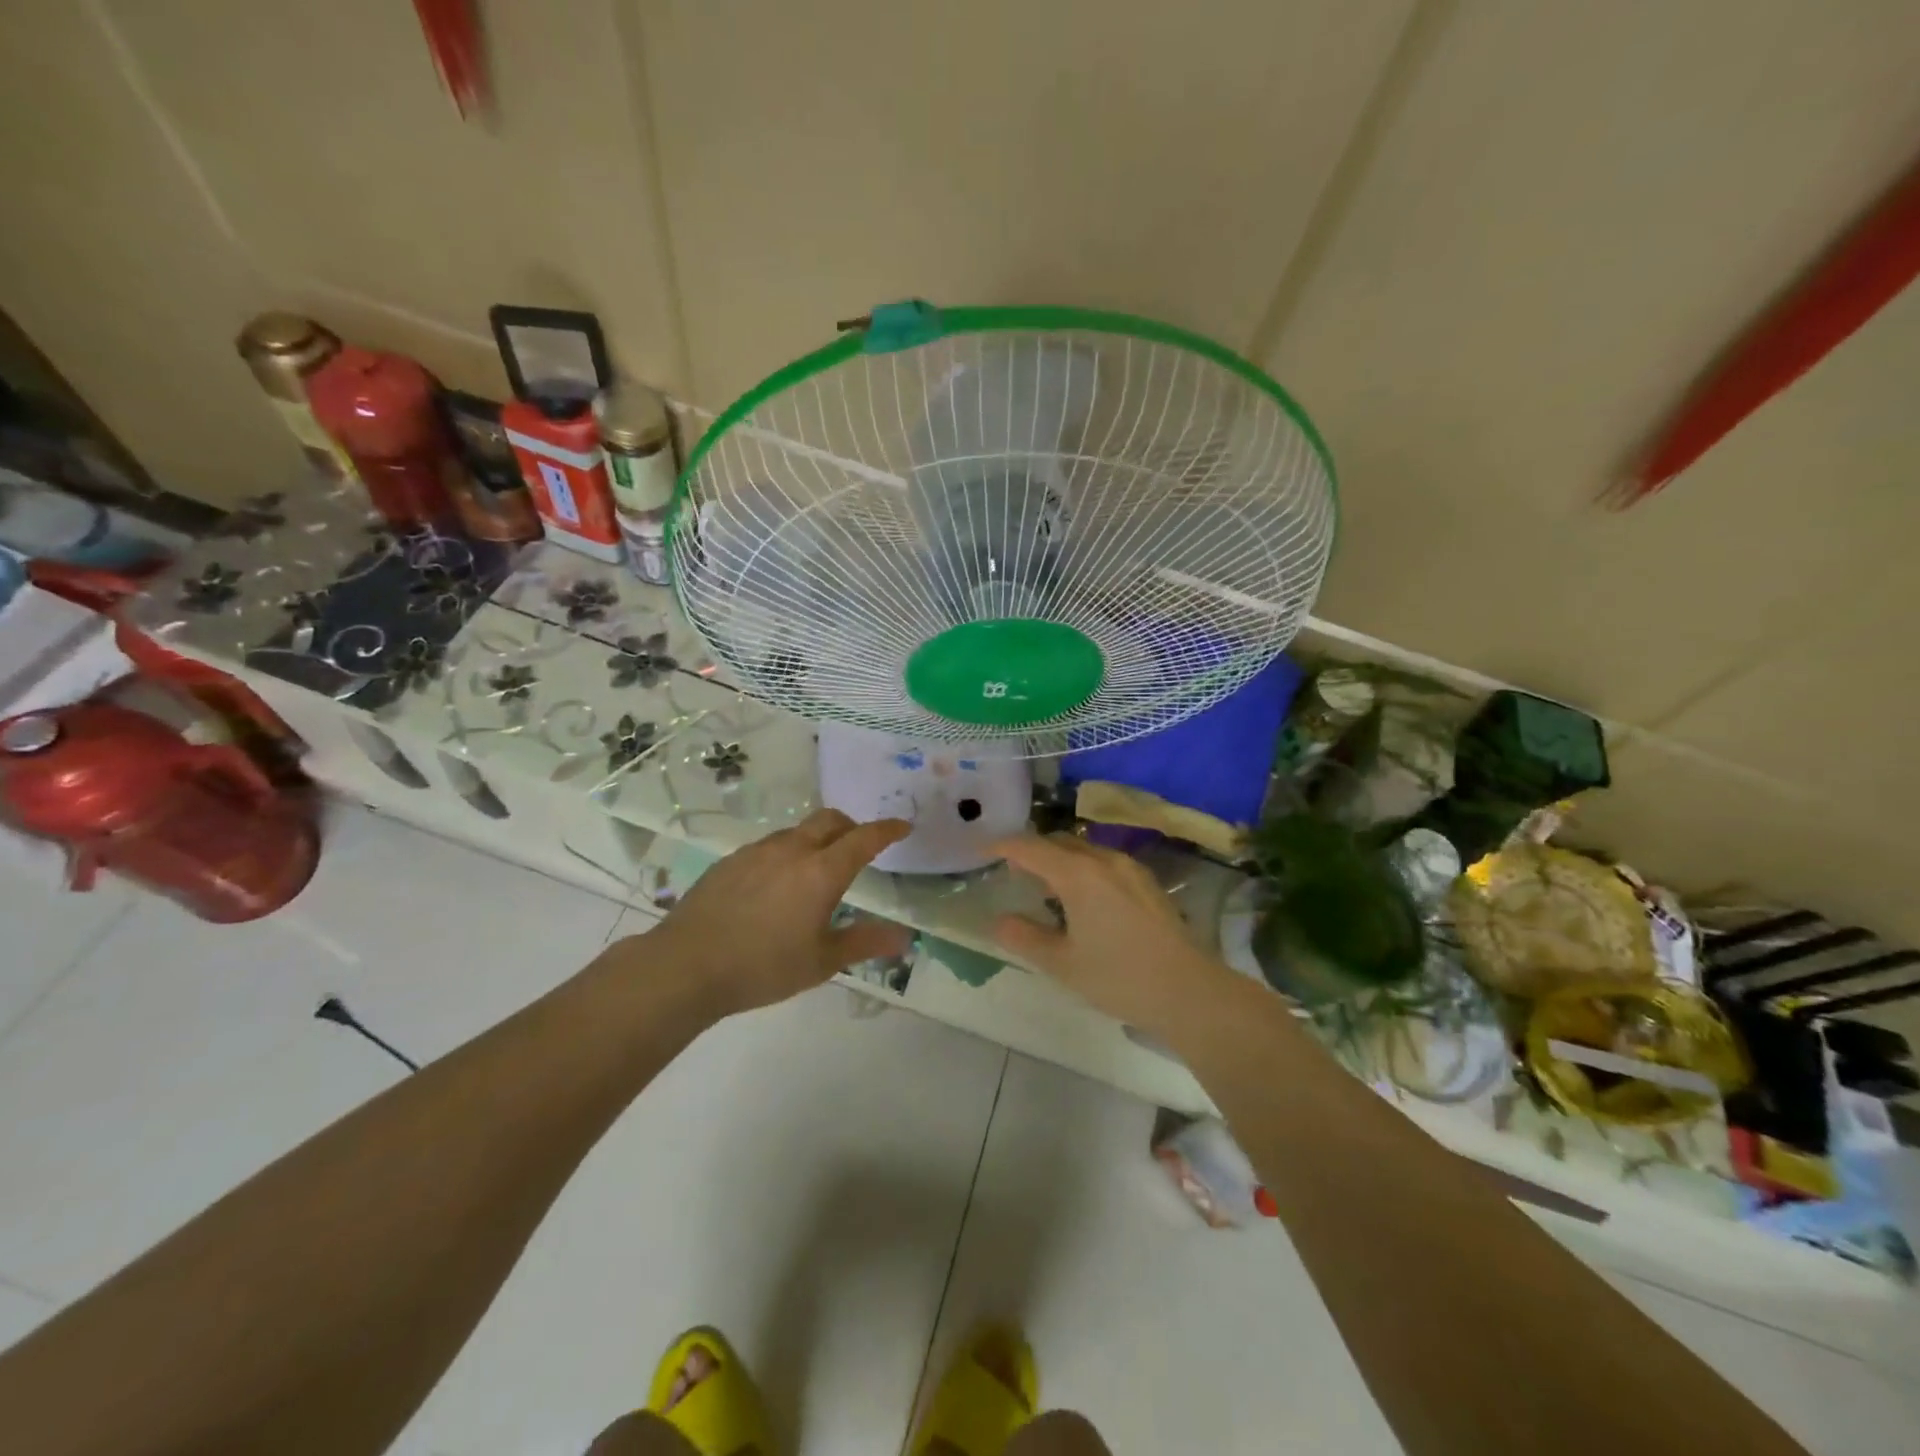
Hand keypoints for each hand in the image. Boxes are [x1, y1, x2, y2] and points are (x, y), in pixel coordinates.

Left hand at [648, 810, 911, 1014]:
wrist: (686, 965)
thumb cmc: (763, 966)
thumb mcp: (821, 962)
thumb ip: (864, 942)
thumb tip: (904, 937)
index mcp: (822, 872)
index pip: (864, 839)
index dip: (887, 830)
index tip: (903, 826)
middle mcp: (792, 850)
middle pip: (830, 820)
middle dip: (851, 827)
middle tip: (860, 847)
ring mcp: (757, 851)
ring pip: (798, 831)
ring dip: (817, 839)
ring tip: (816, 870)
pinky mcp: (730, 860)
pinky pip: (770, 846)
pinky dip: (787, 853)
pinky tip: (776, 885)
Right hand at [991, 834, 1236, 1032]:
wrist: (1188, 991)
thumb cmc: (1119, 977)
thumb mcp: (1062, 963)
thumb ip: (1025, 938)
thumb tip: (998, 921)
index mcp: (1078, 874)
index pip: (1030, 848)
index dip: (1003, 845)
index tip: (983, 848)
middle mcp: (1103, 860)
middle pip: (1059, 842)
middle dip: (1031, 851)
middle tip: (1011, 871)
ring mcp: (1130, 869)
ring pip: (1084, 850)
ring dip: (1059, 859)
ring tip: (1045, 887)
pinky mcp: (1147, 883)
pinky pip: (1104, 862)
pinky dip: (1082, 868)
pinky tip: (1082, 899)